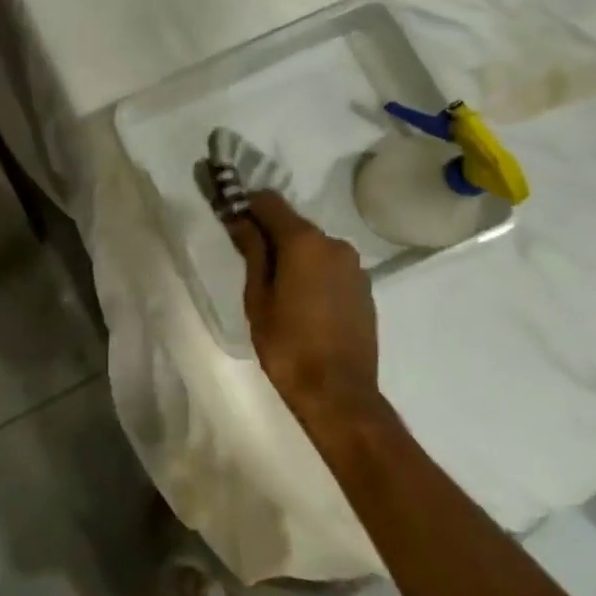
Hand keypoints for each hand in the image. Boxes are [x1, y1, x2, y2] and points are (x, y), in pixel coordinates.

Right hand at [224, 193, 381, 422]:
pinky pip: (330, 266)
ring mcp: (354, 266)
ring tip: (275, 285)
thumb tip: (240, 220)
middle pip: (293, 223)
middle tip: (248, 257)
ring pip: (313, 245)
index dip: (246, 205)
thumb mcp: (258, 297)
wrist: (339, 394)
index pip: (269, 201)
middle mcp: (334, 243)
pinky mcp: (364, 288)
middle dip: (269, 232)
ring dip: (293, 253)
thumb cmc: (288, 345)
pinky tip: (302, 299)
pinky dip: (313, 271)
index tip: (231, 219)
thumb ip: (252, 252)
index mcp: (304, 241)